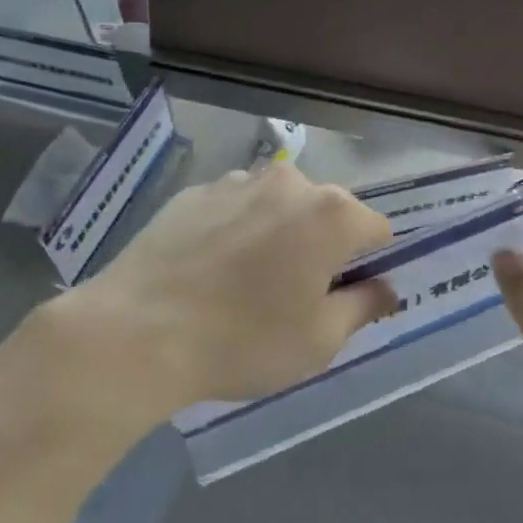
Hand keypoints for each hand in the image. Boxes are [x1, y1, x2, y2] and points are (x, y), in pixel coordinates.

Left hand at [56, 162, 396, 424]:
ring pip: (279, 206)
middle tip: (295, 295)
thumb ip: (365, 306)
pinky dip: (237, 230)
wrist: (138, 331)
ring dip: (279, 234)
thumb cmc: (244, 340)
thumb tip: (384, 287)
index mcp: (331, 214)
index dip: (370, 265)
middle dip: (324, 246)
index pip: (377, 230)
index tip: (346, 297)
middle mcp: (289, 183)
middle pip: (328, 212)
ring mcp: (237, 182)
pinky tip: (210, 270)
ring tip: (246, 282)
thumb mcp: (320, 340)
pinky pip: (235, 208)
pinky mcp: (194, 192)